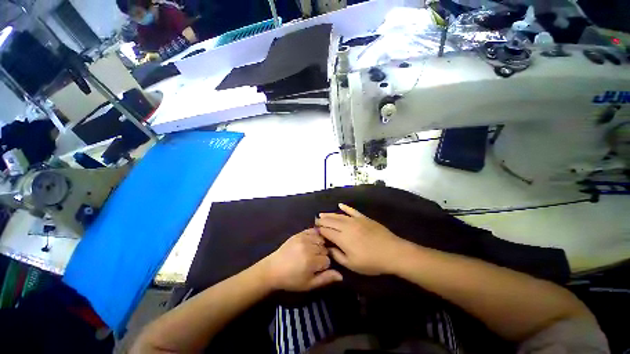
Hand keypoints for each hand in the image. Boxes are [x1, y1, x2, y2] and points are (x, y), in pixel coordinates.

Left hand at [262, 229, 342, 291]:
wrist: (274, 269)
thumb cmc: (292, 279)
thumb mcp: (309, 284)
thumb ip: (325, 279)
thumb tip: (341, 276)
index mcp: (311, 261)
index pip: (328, 260)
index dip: (324, 265)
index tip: (317, 268)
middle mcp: (309, 247)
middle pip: (325, 248)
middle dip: (322, 254)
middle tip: (315, 260)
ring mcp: (303, 238)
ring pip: (320, 239)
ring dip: (320, 245)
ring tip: (313, 251)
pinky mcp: (299, 233)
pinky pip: (313, 231)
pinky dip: (315, 235)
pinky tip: (312, 241)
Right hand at [316, 204, 406, 275]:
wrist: (392, 252)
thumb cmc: (371, 262)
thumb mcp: (352, 264)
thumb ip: (337, 255)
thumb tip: (328, 248)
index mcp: (342, 238)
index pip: (327, 231)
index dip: (319, 230)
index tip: (314, 229)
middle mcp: (346, 226)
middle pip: (331, 221)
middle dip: (322, 220)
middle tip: (316, 219)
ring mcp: (355, 220)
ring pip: (339, 215)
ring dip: (330, 214)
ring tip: (322, 213)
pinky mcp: (363, 218)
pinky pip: (352, 210)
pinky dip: (346, 207)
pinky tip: (340, 205)